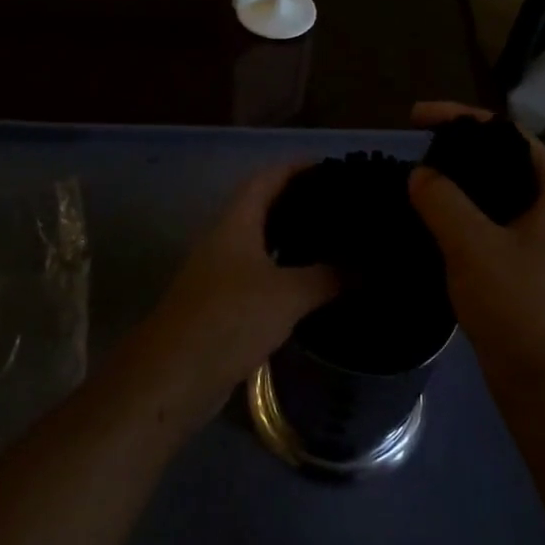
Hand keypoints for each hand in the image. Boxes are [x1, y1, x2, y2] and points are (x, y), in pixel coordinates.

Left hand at [133, 165, 340, 425]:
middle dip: (301, 202)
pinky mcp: (222, 304)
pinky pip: (260, 275)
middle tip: (344, 206)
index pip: (268, 178)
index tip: (335, 167)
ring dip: (294, 239)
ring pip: (262, 243)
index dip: (298, 167)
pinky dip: (286, 272)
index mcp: (236, 222)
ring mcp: (220, 272)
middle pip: (264, 207)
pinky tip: (312, 285)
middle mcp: (225, 240)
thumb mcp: (287, 295)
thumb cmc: (229, 319)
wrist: (173, 377)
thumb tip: (371, 265)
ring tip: (337, 241)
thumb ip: (330, 276)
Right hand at [407, 103, 544, 386]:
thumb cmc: (519, 306)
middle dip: (455, 149)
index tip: (414, 117)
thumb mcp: (473, 245)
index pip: (503, 132)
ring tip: (413, 178)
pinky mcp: (527, 262)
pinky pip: (489, 221)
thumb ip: (442, 199)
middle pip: (499, 159)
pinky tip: (428, 218)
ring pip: (493, 192)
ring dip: (456, 183)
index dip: (458, 117)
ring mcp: (543, 235)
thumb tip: (420, 174)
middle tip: (411, 147)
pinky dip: (460, 213)